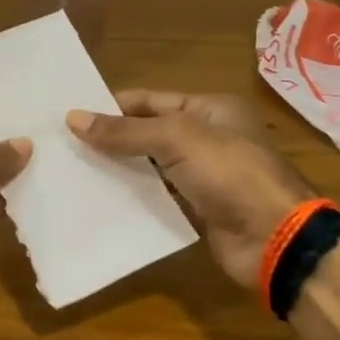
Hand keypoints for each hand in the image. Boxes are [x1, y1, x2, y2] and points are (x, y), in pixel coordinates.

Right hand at [67, 91, 314, 288]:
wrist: (275, 238)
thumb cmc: (230, 174)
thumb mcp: (177, 140)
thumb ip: (125, 131)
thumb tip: (73, 118)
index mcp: (209, 109)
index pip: (150, 100)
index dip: (112, 106)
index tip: (70, 116)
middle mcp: (207, 138)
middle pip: (148, 133)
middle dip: (111, 139)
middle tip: (64, 146)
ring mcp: (203, 176)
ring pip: (151, 166)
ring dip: (119, 169)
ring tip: (74, 172)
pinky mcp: (198, 209)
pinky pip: (158, 197)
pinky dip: (134, 197)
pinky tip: (101, 200)